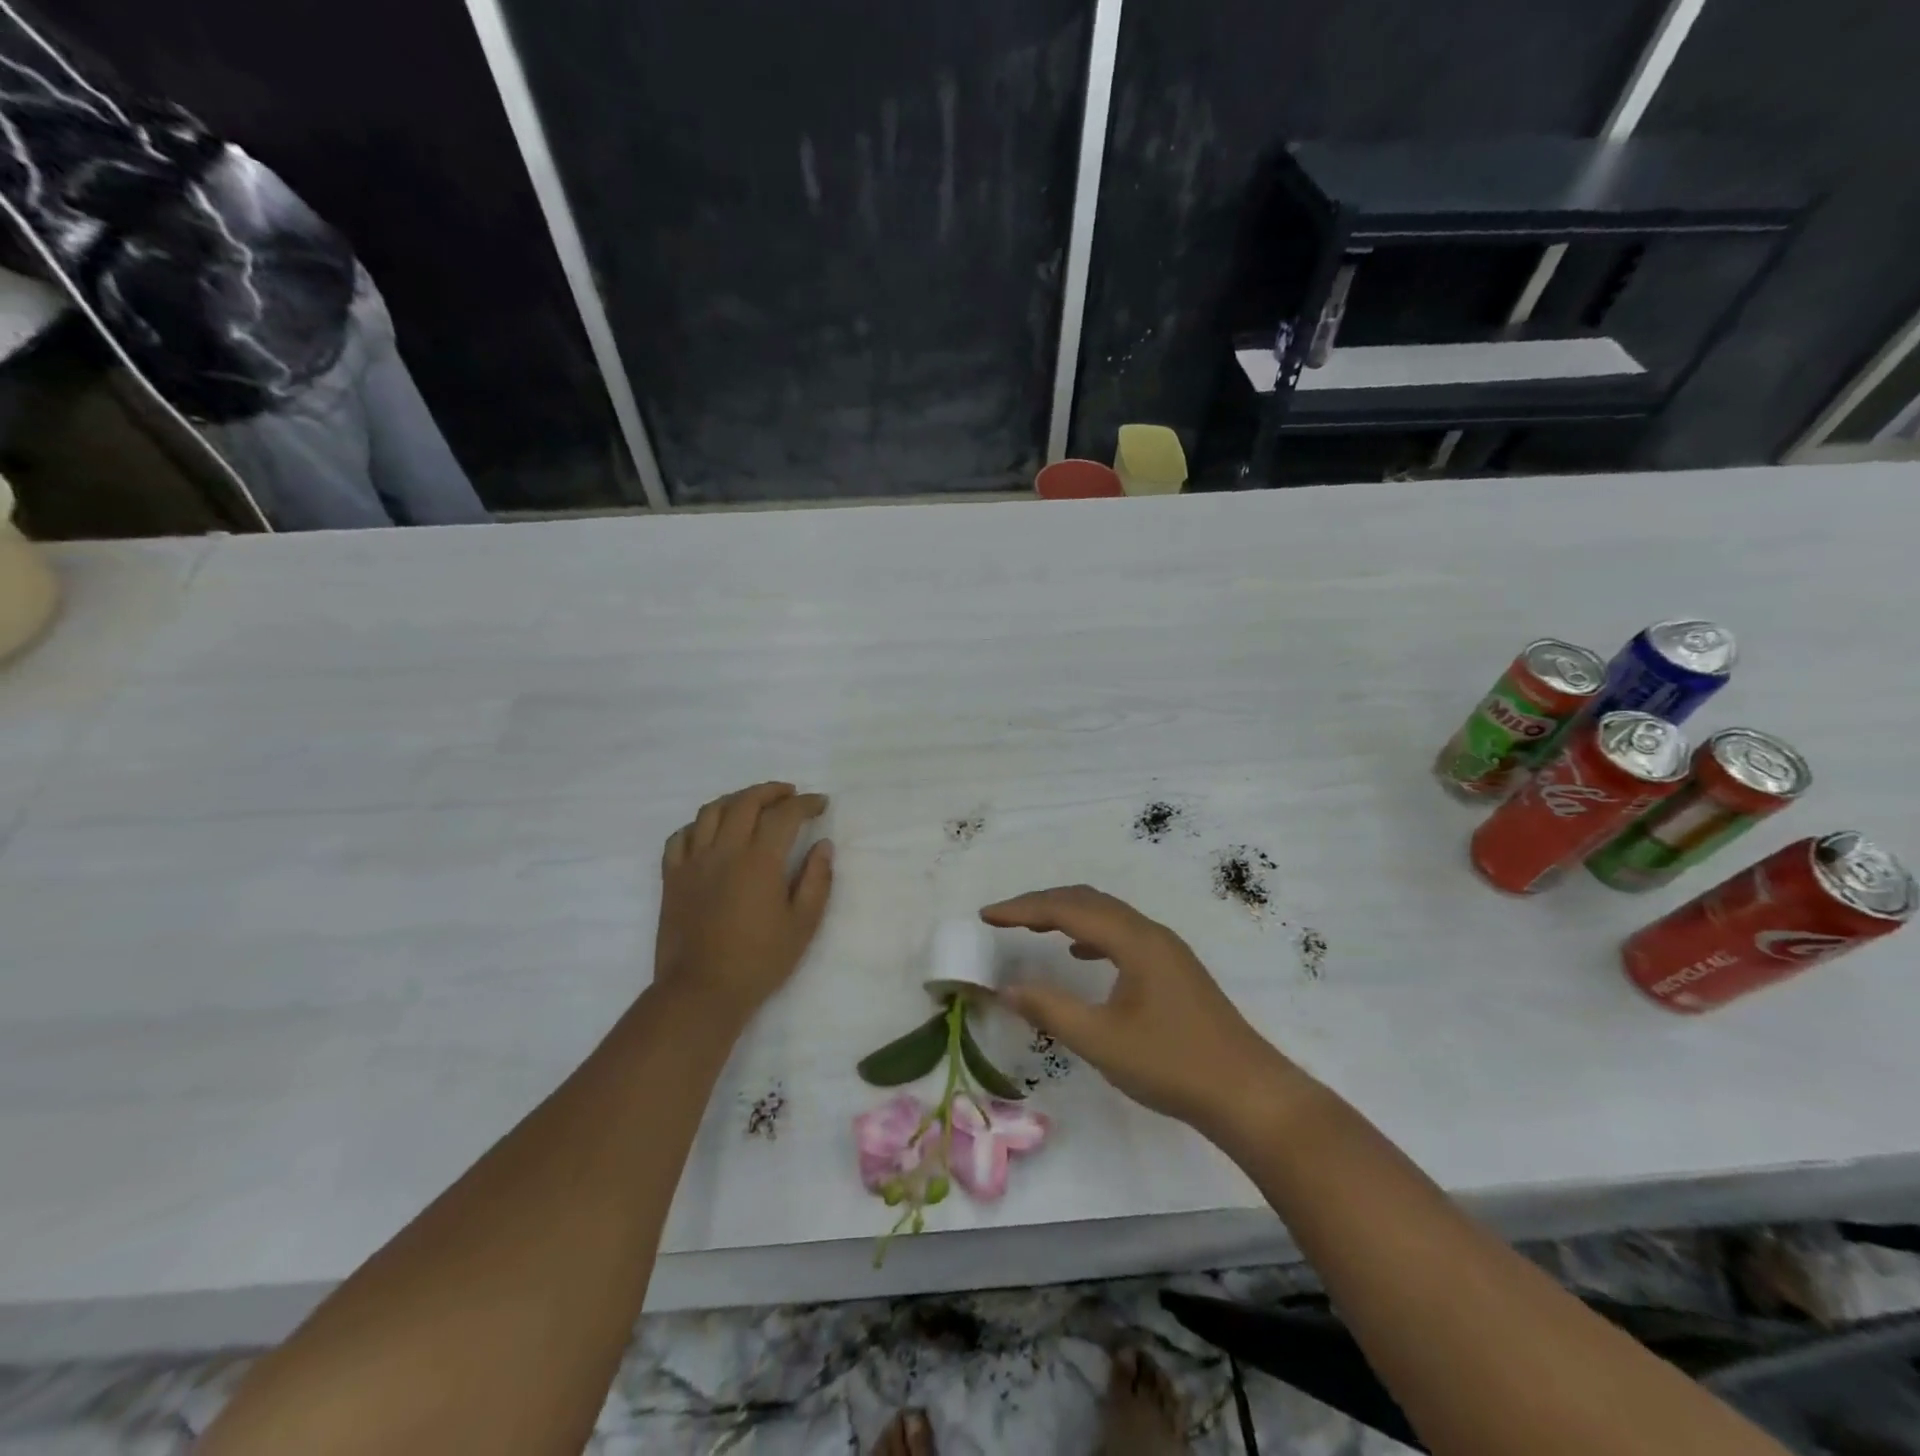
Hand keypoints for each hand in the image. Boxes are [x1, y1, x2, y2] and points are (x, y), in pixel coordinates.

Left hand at [656, 782, 832, 1024]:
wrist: (701, 992)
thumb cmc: (759, 961)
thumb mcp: (803, 925)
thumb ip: (817, 880)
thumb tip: (823, 845)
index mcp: (759, 861)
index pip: (784, 815)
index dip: (805, 803)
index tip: (820, 803)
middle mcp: (724, 851)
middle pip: (746, 802)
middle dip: (771, 791)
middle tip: (790, 794)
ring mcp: (693, 862)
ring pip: (710, 812)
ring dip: (736, 799)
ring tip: (752, 804)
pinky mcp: (672, 878)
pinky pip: (680, 837)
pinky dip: (698, 825)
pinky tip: (710, 831)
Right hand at [981, 886, 1297, 1130]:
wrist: (1248, 1094)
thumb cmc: (1172, 1064)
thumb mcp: (1101, 1040)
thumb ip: (1050, 1009)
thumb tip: (1006, 987)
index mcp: (1134, 940)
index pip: (1067, 909)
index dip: (1023, 909)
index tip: (986, 915)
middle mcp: (1150, 933)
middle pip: (1088, 901)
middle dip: (1042, 903)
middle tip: (1003, 917)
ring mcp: (1166, 950)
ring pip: (1107, 916)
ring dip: (1066, 915)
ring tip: (1032, 927)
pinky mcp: (1173, 969)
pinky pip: (1121, 935)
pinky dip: (1090, 934)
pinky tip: (1078, 954)